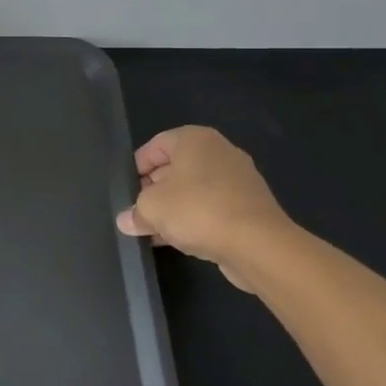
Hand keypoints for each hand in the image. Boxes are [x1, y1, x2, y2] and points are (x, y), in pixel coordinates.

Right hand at [115, 126, 291, 284]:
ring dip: (174, 208)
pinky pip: (214, 208)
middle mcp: (220, 152)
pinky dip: (196, 219)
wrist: (259, 246)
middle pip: (176, 168)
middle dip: (155, 190)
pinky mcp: (252, 207)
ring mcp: (240, 180)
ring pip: (195, 190)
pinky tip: (180, 240)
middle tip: (138, 211)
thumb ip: (135, 212)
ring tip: (154, 230)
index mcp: (195, 140)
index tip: (127, 190)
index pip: (155, 146)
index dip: (136, 168)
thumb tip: (126, 221)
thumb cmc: (197, 210)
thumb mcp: (151, 208)